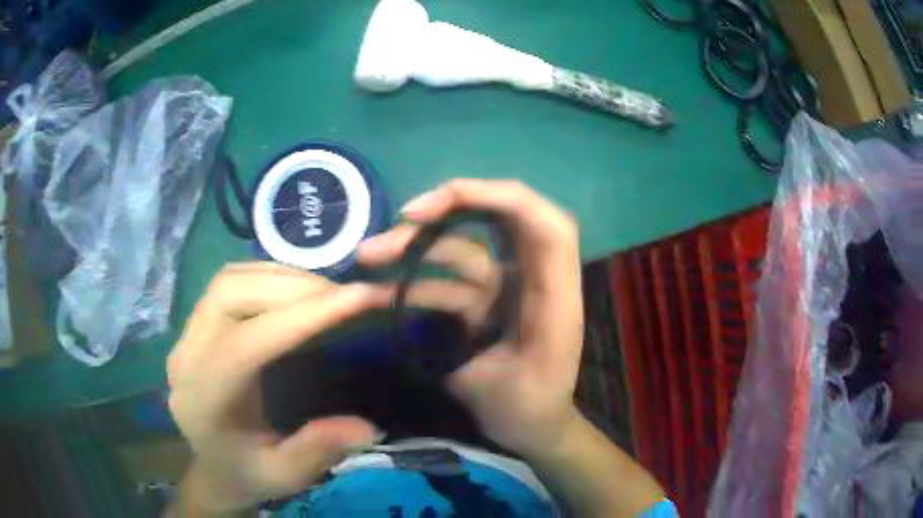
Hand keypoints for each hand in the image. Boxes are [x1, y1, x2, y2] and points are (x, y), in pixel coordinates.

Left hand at [167, 263, 391, 511]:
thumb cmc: (247, 473)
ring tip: (325, 292)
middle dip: (292, 287)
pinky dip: (266, 277)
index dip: (302, 316)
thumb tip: (367, 426)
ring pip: (229, 280)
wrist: (212, 466)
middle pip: (231, 294)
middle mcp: (187, 357)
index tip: (359, 297)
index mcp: (205, 399)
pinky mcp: (195, 325)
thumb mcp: (285, 476)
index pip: (247, 342)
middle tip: (345, 295)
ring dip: (280, 277)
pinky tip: (294, 293)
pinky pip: (228, 283)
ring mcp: (186, 335)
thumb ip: (318, 451)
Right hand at [358, 179, 583, 457]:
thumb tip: (423, 306)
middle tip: (401, 220)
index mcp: (553, 291)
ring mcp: (502, 289)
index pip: (540, 221)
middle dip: (448, 209)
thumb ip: (470, 351)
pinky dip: (411, 284)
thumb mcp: (501, 392)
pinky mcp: (480, 303)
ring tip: (368, 255)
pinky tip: (375, 293)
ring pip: (459, 250)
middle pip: (498, 218)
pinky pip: (444, 282)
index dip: (496, 196)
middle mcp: (530, 277)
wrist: (534, 428)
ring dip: (415, 248)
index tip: (441, 203)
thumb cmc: (529, 412)